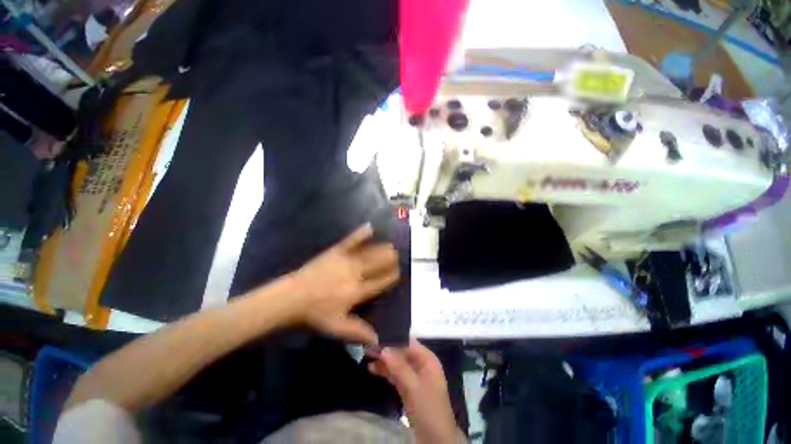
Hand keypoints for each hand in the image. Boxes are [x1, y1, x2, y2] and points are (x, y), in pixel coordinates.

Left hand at [288, 224, 399, 344]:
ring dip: (382, 249)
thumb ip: (358, 331)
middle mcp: (355, 274)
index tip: (398, 272)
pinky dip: (361, 234)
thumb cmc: (315, 312)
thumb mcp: (337, 326)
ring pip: (369, 252)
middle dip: (390, 259)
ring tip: (391, 245)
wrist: (293, 297)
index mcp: (357, 291)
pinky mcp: (336, 251)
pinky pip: (351, 241)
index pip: (380, 282)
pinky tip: (370, 226)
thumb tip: (377, 340)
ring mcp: (346, 260)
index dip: (391, 277)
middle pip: (378, 264)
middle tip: (397, 256)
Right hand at [369, 340, 463, 443]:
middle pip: (402, 352)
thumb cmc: (428, 408)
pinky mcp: (409, 387)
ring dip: (384, 362)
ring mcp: (415, 376)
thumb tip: (384, 348)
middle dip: (386, 351)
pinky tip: (373, 370)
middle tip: (368, 348)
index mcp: (427, 359)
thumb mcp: (413, 386)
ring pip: (398, 363)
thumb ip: (399, 366)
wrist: (435, 439)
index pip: (409, 343)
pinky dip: (386, 372)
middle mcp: (422, 364)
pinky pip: (396, 375)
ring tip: (367, 357)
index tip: (376, 338)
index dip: (393, 340)